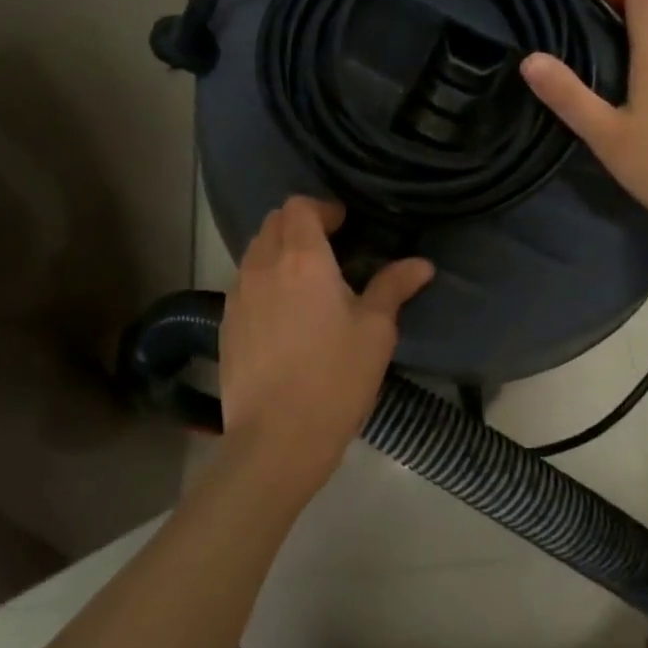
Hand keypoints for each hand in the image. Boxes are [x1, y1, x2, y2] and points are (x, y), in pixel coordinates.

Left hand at [218, 197, 433, 497]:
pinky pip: (243, 283)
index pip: (299, 206)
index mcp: (301, 259)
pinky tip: (283, 313)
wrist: (276, 440)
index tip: (344, 226)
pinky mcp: (226, 324)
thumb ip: (394, 287)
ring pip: (254, 252)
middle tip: (329, 247)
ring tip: (306, 279)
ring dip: (279, 250)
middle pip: (272, 222)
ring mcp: (237, 296)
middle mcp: (262, 267)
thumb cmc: (335, 379)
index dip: (322, 208)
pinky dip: (263, 280)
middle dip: (299, 224)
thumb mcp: (376, 332)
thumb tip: (421, 264)